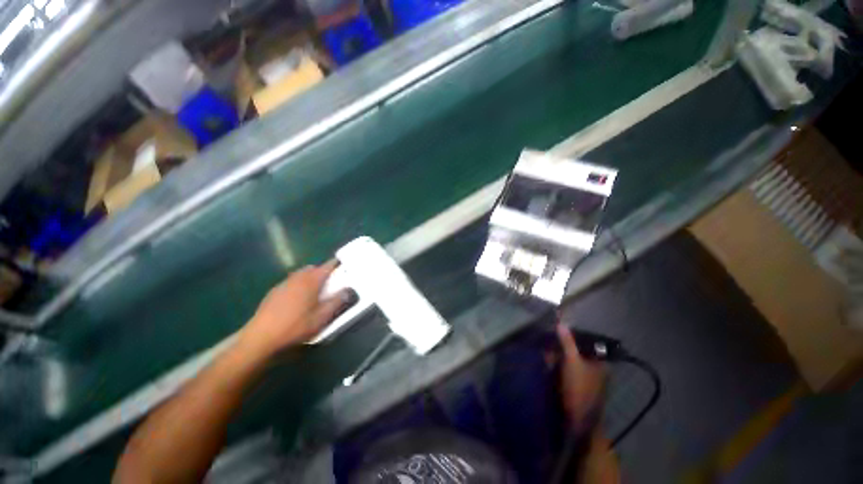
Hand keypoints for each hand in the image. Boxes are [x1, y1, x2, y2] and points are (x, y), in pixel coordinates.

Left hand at [239, 262, 347, 357]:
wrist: (260, 339)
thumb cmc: (295, 327)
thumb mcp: (321, 317)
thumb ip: (337, 302)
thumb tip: (348, 290)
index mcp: (311, 281)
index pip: (328, 266)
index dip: (337, 264)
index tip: (344, 268)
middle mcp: (297, 278)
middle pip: (313, 268)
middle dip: (322, 272)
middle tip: (329, 284)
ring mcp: (283, 284)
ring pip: (300, 275)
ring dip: (309, 279)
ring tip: (314, 293)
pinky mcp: (273, 293)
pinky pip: (290, 283)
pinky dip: (297, 286)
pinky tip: (296, 301)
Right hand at [557, 324, 606, 431]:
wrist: (578, 421)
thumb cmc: (579, 388)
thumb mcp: (572, 361)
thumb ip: (567, 342)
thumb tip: (561, 322)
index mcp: (600, 362)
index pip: (585, 342)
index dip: (571, 337)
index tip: (556, 332)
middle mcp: (595, 369)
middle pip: (577, 351)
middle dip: (561, 347)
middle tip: (548, 344)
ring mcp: (586, 379)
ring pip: (570, 361)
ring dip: (557, 357)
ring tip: (545, 354)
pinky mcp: (576, 386)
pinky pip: (566, 371)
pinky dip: (557, 367)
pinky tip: (547, 365)